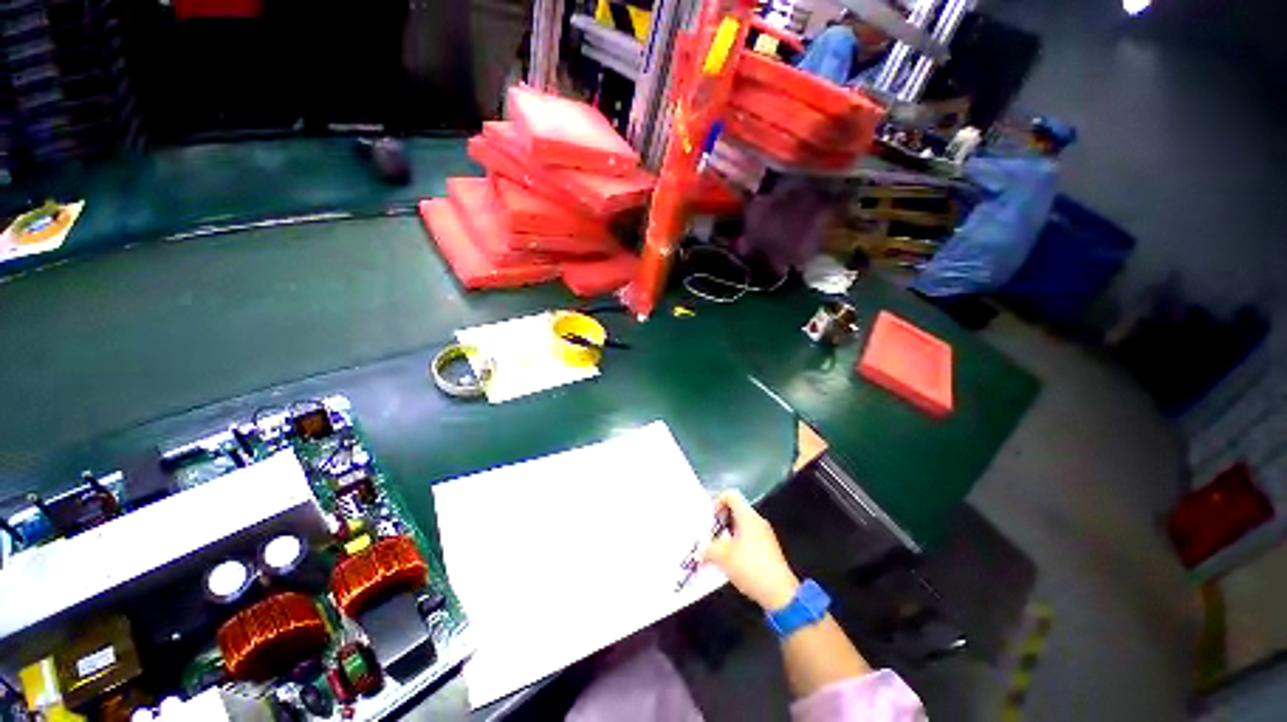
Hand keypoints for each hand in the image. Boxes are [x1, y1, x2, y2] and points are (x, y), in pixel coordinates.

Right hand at [701, 490, 799, 610]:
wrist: (779, 593)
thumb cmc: (750, 568)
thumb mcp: (722, 558)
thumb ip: (708, 550)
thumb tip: (700, 551)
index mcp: (747, 516)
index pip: (730, 496)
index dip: (718, 502)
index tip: (712, 519)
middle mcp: (758, 521)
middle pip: (735, 511)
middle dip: (721, 523)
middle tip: (712, 537)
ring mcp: (765, 535)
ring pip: (742, 526)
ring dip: (729, 536)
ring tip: (720, 552)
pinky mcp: (769, 549)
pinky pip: (750, 538)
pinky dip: (739, 545)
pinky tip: (733, 562)